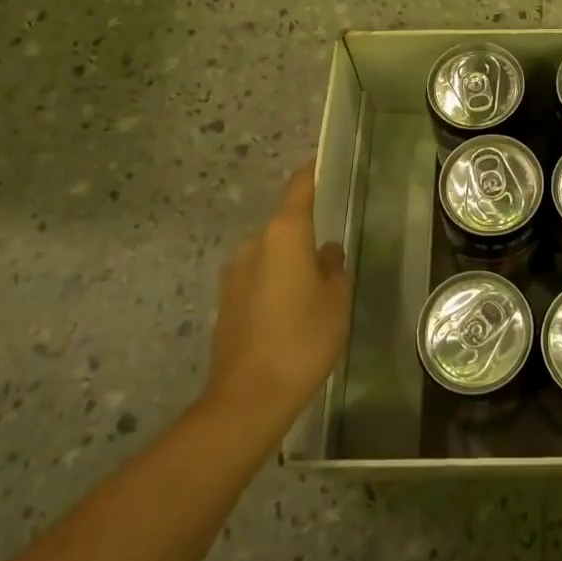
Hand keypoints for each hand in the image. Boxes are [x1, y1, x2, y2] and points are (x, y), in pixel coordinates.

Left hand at [202, 163, 351, 430]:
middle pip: (284, 223)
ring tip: (312, 289)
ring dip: (289, 262)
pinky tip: (290, 312)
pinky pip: (257, 277)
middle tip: (331, 253)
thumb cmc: (303, 339)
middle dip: (306, 233)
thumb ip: (333, 268)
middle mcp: (254, 243)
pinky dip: (274, 283)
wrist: (248, 398)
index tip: (324, 161)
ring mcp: (234, 273)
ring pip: (271, 253)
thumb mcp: (336, 300)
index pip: (299, 187)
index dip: (312, 172)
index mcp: (284, 233)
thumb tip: (325, 254)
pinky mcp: (225, 301)